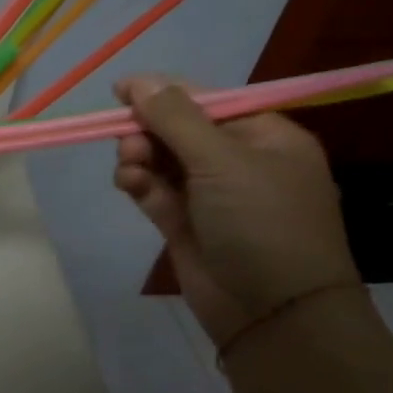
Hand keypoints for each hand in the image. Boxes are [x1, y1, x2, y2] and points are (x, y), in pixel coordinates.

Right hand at [113, 75, 360, 347]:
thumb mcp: (223, 161)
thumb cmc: (261, 223)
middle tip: (130, 142)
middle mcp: (238, 162)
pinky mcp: (185, 224)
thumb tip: (138, 80)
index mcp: (265, 137)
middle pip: (179, 130)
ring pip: (161, 161)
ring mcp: (210, 196)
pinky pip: (154, 191)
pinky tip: (129, 183)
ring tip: (130, 167)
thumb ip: (176, 118)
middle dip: (149, 131)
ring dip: (139, 157)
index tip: (120, 91)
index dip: (165, 93)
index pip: (208, 102)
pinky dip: (139, 183)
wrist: (272, 312)